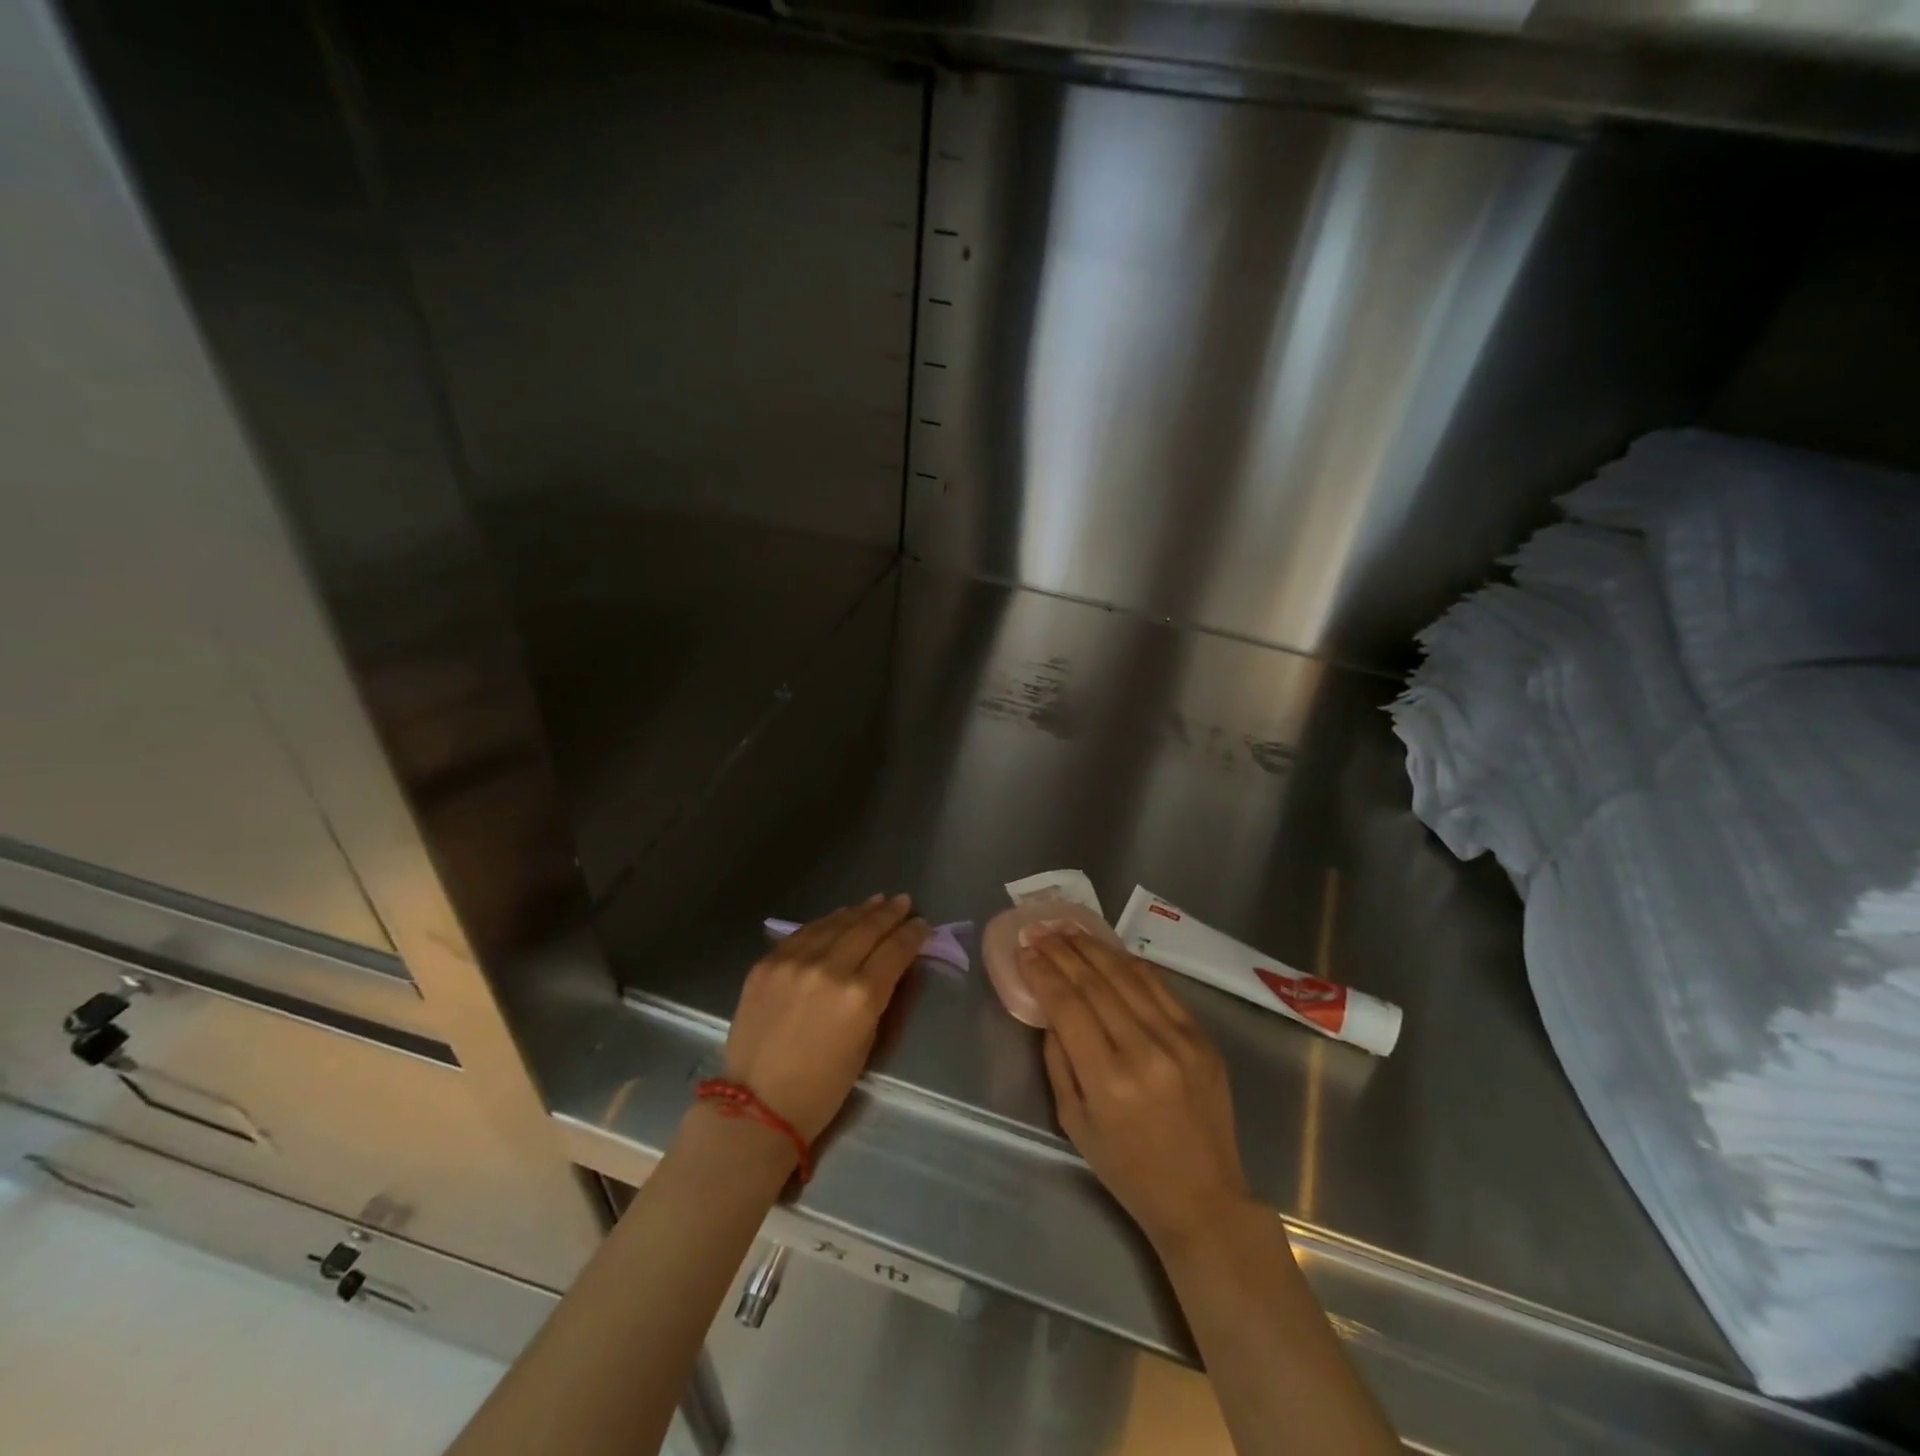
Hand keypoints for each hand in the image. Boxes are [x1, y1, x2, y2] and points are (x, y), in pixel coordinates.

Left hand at [722, 895, 928, 1142]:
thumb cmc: (822, 1088)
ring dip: (859, 911)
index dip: (912, 934)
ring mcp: (794, 962)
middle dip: (889, 914)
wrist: (756, 1106)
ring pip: (835, 923)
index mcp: (860, 996)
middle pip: (867, 929)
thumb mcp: (866, 1043)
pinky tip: (838, 917)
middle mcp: (829, 969)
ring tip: (876, 901)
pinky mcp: (767, 963)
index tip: (922, 924)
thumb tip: (889, 966)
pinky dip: (826, 922)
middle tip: (903, 902)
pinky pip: (803, 933)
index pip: (894, 951)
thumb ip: (878, 998)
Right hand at [1023, 928, 1252, 1251]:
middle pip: (1095, 983)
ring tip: (1068, 931)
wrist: (1203, 1198)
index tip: (1024, 951)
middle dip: (1062, 952)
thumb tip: (1051, 1010)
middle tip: (1039, 931)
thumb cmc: (1128, 1169)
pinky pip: (1159, 987)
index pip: (1068, 1006)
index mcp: (1108, 1081)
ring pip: (1128, 975)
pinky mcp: (1202, 1036)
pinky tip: (1108, 951)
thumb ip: (1058, 1061)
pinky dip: (1129, 964)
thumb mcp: (1074, 1123)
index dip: (1043, 973)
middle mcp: (1145, 1051)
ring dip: (1093, 948)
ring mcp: (1180, 1040)